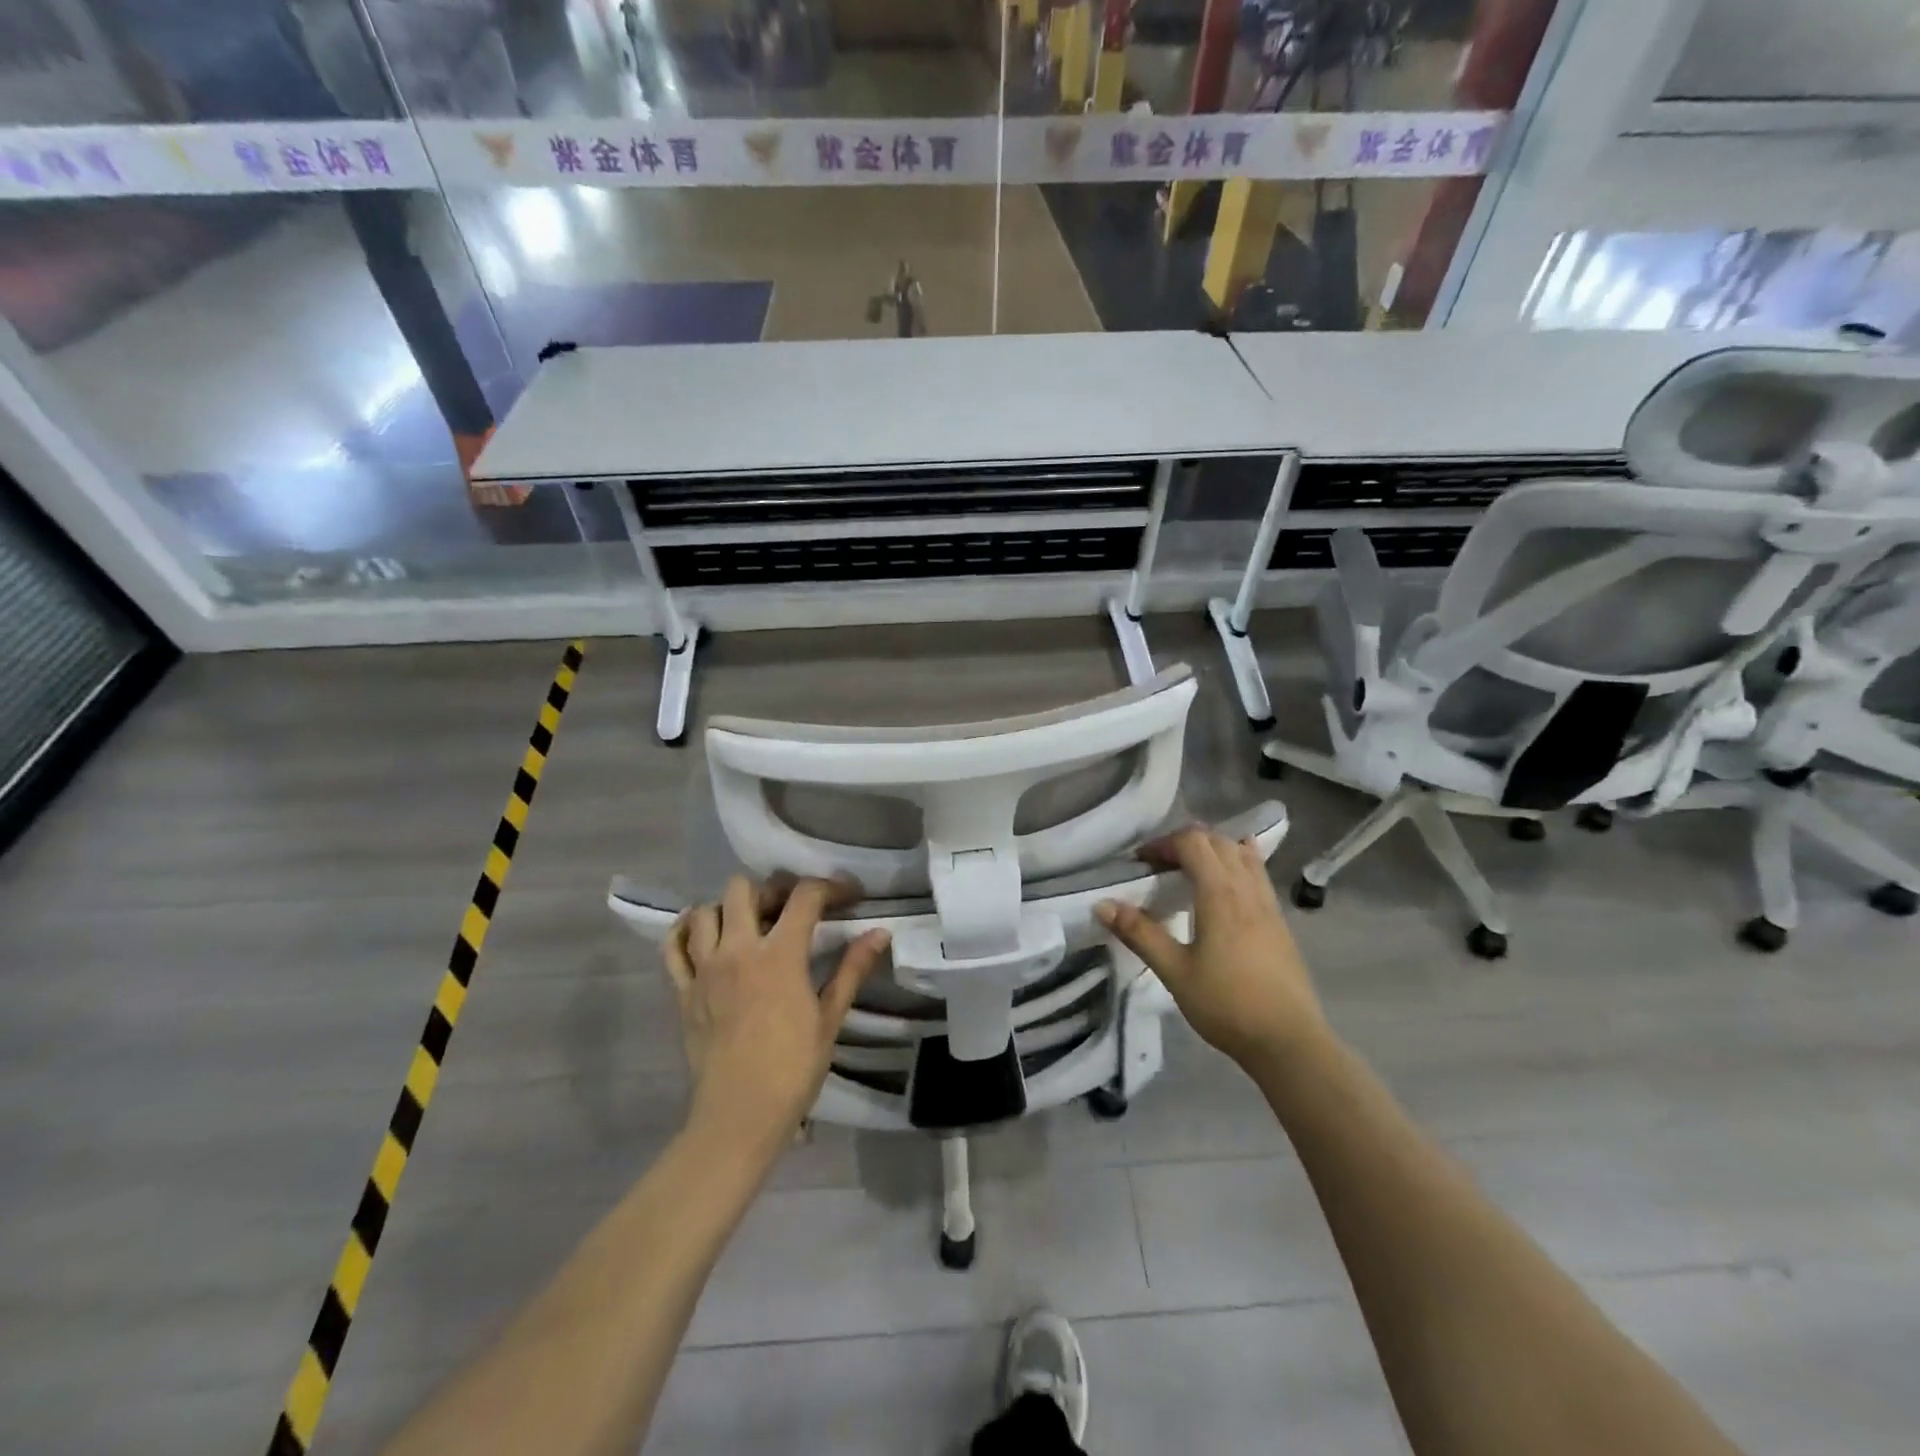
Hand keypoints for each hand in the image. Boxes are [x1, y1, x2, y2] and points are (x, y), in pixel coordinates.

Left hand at [665, 875, 889, 1159]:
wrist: (739, 1116)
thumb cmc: (793, 1069)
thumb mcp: (830, 1018)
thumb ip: (853, 969)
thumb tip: (880, 933)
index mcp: (780, 956)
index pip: (804, 897)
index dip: (830, 887)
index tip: (847, 896)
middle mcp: (738, 950)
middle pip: (744, 889)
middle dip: (771, 890)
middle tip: (790, 909)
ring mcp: (704, 969)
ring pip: (705, 911)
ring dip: (728, 909)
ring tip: (749, 924)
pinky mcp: (683, 990)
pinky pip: (673, 946)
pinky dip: (685, 931)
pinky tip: (702, 935)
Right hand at [1096, 827, 1325, 1070]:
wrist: (1288, 1042)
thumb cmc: (1227, 1005)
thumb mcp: (1175, 971)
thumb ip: (1140, 934)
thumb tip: (1102, 905)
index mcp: (1220, 894)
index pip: (1192, 843)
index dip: (1163, 844)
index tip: (1141, 863)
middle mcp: (1247, 889)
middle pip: (1218, 841)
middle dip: (1185, 844)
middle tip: (1160, 867)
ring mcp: (1268, 904)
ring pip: (1242, 854)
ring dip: (1213, 851)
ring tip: (1190, 872)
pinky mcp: (1279, 922)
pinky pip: (1257, 874)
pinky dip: (1236, 865)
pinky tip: (1225, 889)